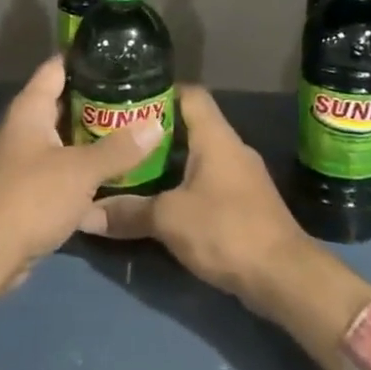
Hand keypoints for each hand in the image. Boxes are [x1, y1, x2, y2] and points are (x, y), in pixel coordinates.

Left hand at [0, 56, 161, 317]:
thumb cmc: (30, 198)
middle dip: (98, 101)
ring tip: (135, 131)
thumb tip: (157, 124)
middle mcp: (24, 129)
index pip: (57, 67)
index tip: (118, 55)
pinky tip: (116, 178)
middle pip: (64, 104)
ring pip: (66, 141)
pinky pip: (63, 172)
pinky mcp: (29, 192)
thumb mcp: (80, 171)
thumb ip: (119, 149)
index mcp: (29, 110)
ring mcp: (24, 161)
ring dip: (94, 139)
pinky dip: (85, 172)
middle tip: (138, 97)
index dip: (85, 57)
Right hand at [76, 85, 305, 309]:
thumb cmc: (226, 231)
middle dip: (154, 132)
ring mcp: (242, 177)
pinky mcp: (245, 205)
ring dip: (168, 162)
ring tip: (130, 168)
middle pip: (190, 126)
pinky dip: (184, 186)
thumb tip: (85, 214)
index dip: (159, 91)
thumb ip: (128, 212)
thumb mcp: (169, 220)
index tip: (127, 101)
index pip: (189, 93)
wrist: (285, 278)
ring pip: (198, 157)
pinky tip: (160, 201)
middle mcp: (231, 148)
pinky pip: (208, 182)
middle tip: (118, 138)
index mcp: (216, 137)